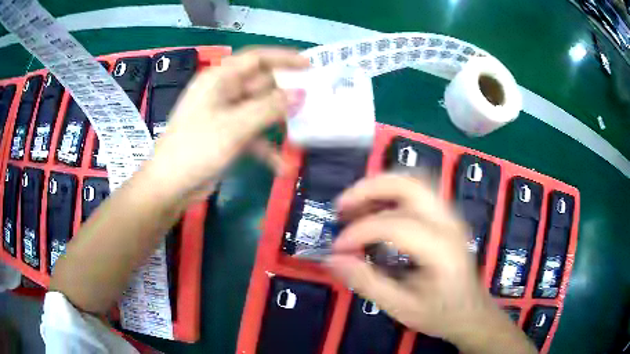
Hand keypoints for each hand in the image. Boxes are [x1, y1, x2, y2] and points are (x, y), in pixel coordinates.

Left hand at [144, 47, 308, 199]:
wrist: (170, 186)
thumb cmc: (196, 149)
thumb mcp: (235, 126)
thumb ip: (269, 108)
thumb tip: (301, 94)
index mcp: (220, 79)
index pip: (257, 59)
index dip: (284, 58)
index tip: (310, 65)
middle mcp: (223, 92)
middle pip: (261, 85)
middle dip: (286, 93)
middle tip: (315, 101)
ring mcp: (225, 115)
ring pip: (260, 110)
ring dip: (278, 122)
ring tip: (304, 130)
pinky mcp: (227, 135)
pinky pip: (252, 134)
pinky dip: (266, 148)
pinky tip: (281, 167)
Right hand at [327, 174, 534, 352]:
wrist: (472, 313)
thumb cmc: (441, 314)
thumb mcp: (401, 307)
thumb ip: (367, 282)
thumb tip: (333, 259)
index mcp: (441, 249)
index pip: (395, 225)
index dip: (360, 232)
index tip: (338, 248)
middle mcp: (449, 223)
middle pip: (410, 184)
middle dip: (370, 189)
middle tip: (342, 206)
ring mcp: (451, 216)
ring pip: (415, 181)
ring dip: (380, 187)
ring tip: (355, 204)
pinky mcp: (447, 217)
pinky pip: (418, 192)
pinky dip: (392, 193)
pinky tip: (377, 209)